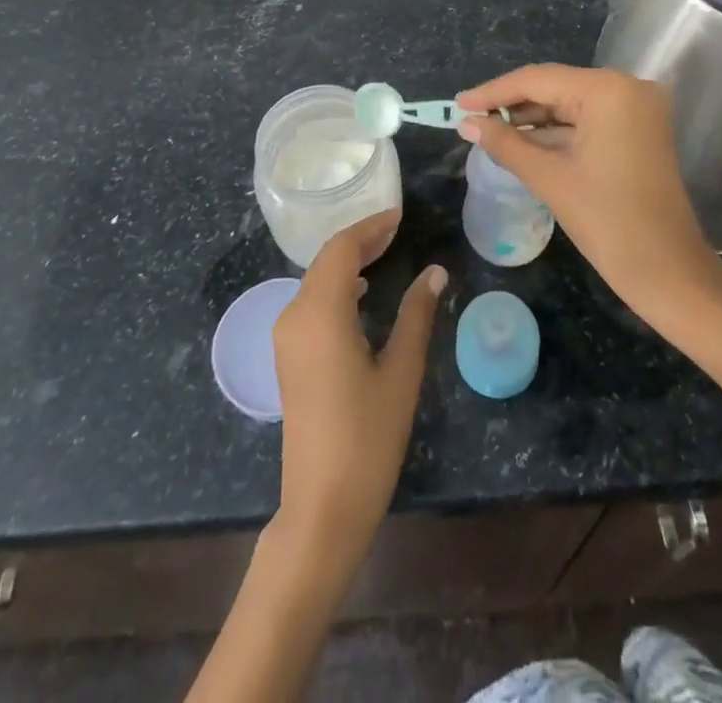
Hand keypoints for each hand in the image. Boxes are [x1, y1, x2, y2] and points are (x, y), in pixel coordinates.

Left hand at [272, 211, 445, 567]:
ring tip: (384, 253)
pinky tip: (359, 294)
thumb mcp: (401, 372)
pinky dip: (334, 286)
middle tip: (396, 230)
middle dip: (360, 241)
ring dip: (346, 262)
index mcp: (320, 312)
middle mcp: (294, 315)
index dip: (370, 227)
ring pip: (315, 281)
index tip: (400, 215)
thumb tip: (435, 272)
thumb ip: (416, 315)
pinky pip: (310, 303)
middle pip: (325, 260)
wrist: (322, 506)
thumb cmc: (368, 437)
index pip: (342, 249)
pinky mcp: (287, 357)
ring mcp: (286, 337)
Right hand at [457, 65, 721, 324]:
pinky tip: (520, 140)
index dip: (493, 92)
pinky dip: (555, 131)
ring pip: (569, 103)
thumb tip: (466, 123)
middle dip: (511, 104)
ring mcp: (636, 109)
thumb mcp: (549, 178)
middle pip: (555, 87)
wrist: (668, 272)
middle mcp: (627, 87)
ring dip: (531, 118)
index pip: (538, 80)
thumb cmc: (608, 221)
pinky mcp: (637, 130)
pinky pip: (587, 120)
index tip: (457, 104)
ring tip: (487, 129)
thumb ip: (504, 143)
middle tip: (469, 116)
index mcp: (608, 90)